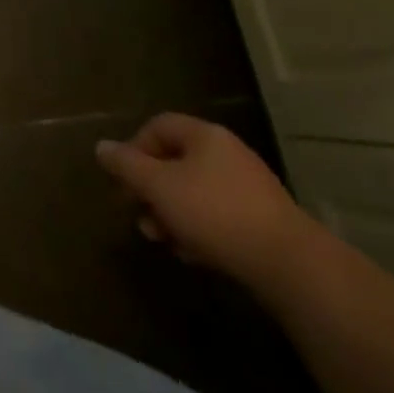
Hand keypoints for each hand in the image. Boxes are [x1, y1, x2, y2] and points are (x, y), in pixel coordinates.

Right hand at [95, 113, 317, 289]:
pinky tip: (192, 254)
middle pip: (175, 162)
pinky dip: (199, 230)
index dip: (134, 148)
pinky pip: (218, 216)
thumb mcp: (158, 186)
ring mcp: (249, 188)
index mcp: (205, 136)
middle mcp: (228, 154)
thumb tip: (101, 147)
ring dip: (171, 213)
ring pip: (194, 192)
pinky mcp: (263, 221)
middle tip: (138, 214)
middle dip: (151, 189)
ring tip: (162, 240)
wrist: (291, 266)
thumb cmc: (214, 213)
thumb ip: (126, 165)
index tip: (125, 180)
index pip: (157, 126)